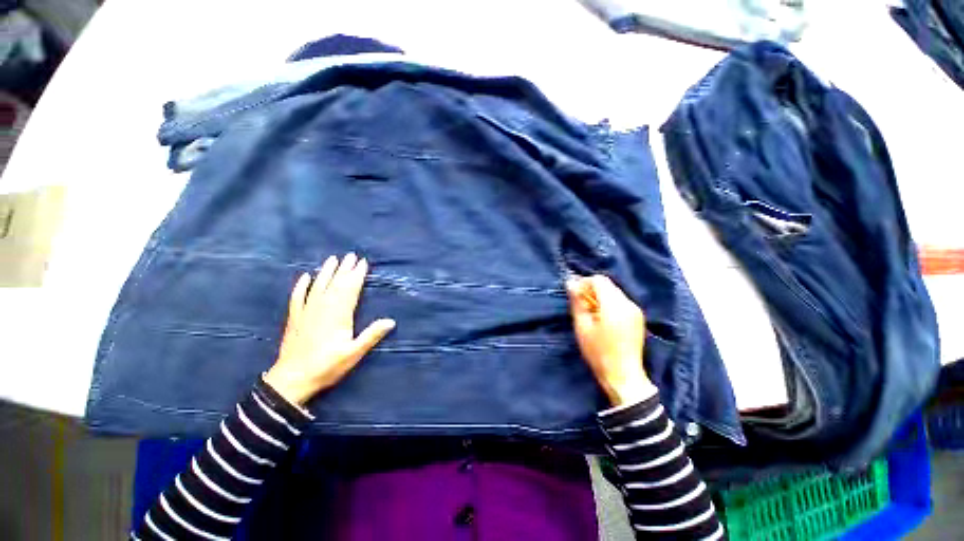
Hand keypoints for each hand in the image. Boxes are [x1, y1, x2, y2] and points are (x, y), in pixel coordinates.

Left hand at [264, 253, 395, 406]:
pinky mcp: (294, 318)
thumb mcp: (354, 353)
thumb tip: (391, 321)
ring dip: (326, 272)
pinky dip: (301, 286)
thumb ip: (371, 335)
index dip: (357, 275)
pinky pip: (297, 297)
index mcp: (339, 315)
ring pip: (318, 286)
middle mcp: (323, 309)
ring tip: (332, 259)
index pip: (350, 289)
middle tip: (351, 255)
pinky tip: (305, 277)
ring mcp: (306, 312)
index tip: (363, 263)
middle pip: (336, 284)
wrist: (292, 380)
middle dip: (345, 269)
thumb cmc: (327, 366)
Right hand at [566, 275, 657, 406]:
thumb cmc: (598, 352)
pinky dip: (609, 304)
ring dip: (600, 297)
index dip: (584, 283)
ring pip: (614, 292)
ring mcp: (635, 310)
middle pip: (607, 285)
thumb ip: (577, 302)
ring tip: (590, 313)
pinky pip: (620, 302)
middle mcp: (628, 303)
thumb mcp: (582, 327)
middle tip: (580, 305)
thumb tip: (571, 283)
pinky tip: (602, 319)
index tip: (574, 295)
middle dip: (591, 290)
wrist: (623, 375)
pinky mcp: (638, 318)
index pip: (598, 280)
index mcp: (614, 305)